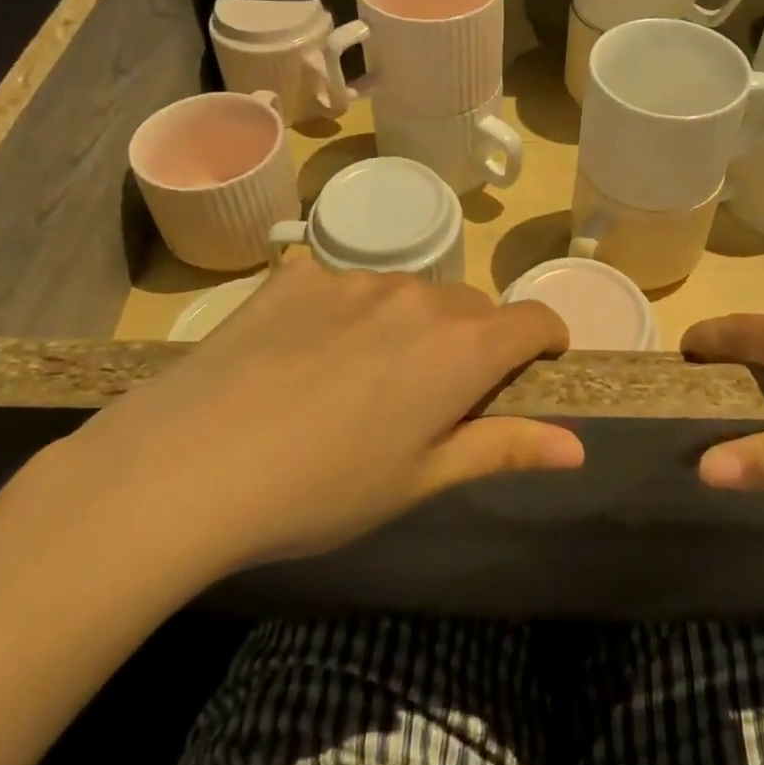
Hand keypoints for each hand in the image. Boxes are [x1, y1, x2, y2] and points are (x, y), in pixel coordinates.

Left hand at [46, 261, 578, 592]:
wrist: (187, 466)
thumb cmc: (321, 490)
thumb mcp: (420, 479)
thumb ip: (504, 448)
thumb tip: (577, 446)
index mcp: (461, 349)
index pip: (535, 321)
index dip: (546, 343)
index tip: (533, 370)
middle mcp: (419, 297)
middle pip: (474, 307)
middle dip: (474, 343)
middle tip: (431, 398)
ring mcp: (355, 278)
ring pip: (413, 293)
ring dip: (412, 325)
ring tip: (360, 380)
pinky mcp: (299, 274)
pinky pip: (348, 285)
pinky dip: (350, 312)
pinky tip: (305, 356)